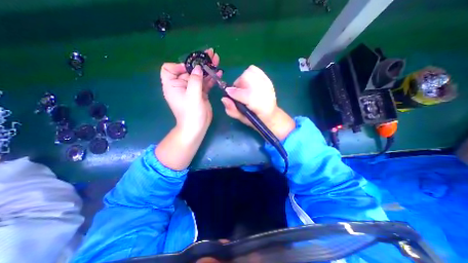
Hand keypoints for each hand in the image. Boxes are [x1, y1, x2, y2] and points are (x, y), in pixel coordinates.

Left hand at [161, 49, 221, 134]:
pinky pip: (206, 83)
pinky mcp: (201, 93)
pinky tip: (218, 73)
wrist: (197, 127)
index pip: (169, 68)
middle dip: (199, 62)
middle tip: (210, 54)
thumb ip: (195, 80)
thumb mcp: (192, 96)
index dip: (179, 65)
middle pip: (189, 70)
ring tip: (217, 60)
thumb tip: (198, 68)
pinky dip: (211, 78)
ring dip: (207, 68)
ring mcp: (192, 89)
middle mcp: (181, 85)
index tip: (191, 68)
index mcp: (173, 85)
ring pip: (199, 76)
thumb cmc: (191, 113)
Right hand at [220, 65, 293, 140]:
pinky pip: (255, 70)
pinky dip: (249, 74)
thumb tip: (224, 98)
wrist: (271, 115)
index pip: (242, 94)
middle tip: (240, 93)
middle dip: (238, 85)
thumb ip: (232, 110)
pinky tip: (250, 83)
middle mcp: (263, 92)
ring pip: (249, 72)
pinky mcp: (267, 79)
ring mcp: (267, 84)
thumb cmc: (255, 119)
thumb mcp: (242, 119)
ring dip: (243, 79)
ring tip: (245, 88)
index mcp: (258, 105)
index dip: (233, 93)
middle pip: (245, 78)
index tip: (228, 94)